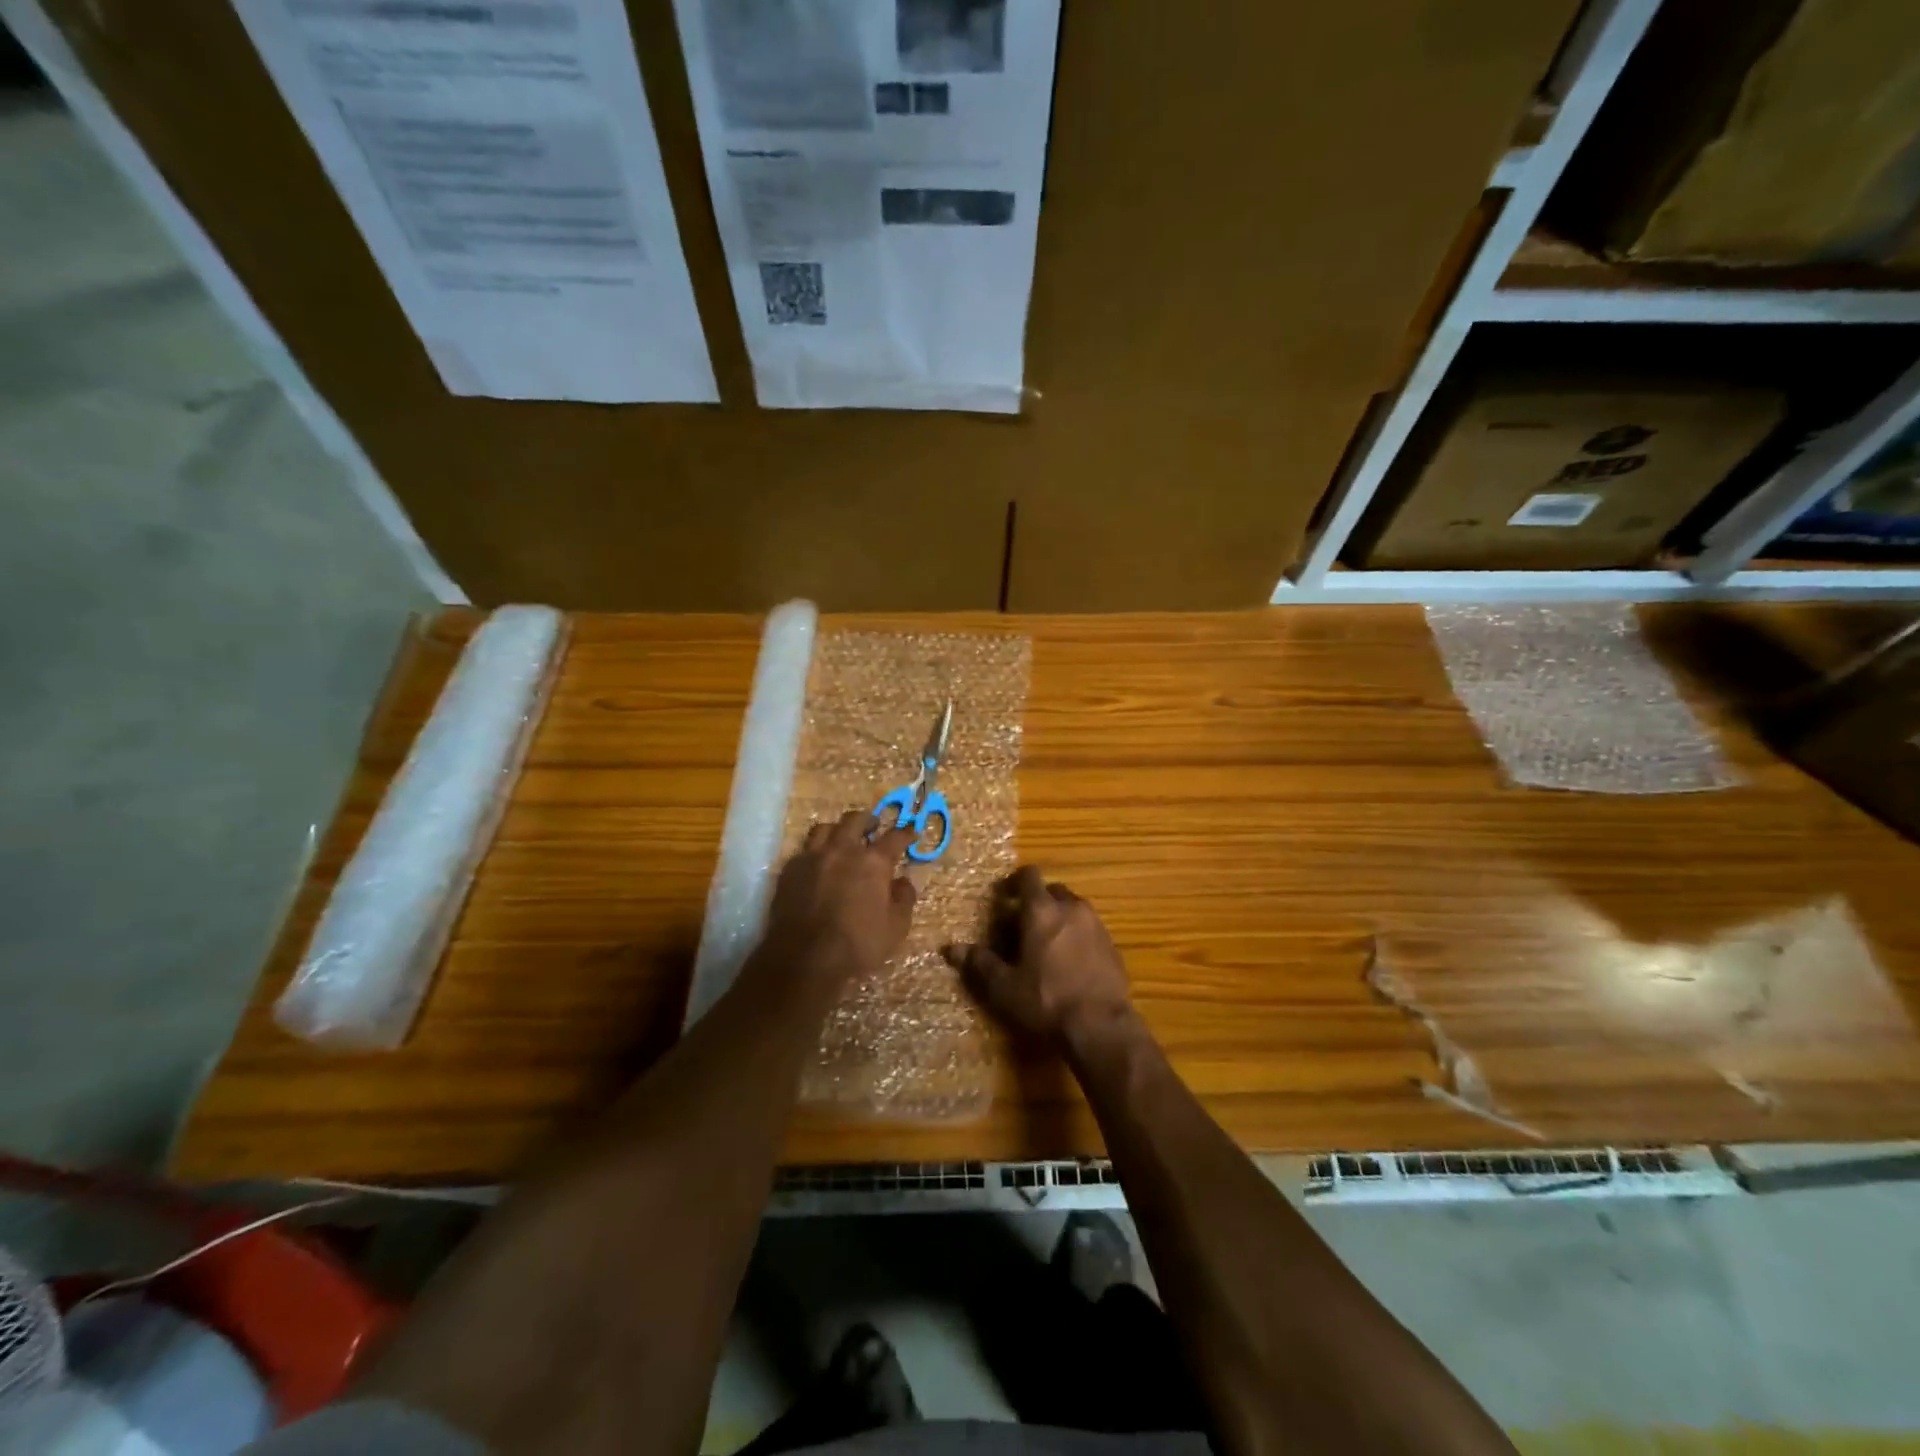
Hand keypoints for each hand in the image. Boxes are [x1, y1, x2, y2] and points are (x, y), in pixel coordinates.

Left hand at [761, 810, 917, 983]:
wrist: (805, 960)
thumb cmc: (857, 946)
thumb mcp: (896, 928)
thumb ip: (903, 899)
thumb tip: (903, 881)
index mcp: (873, 862)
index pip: (894, 837)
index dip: (905, 833)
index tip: (911, 831)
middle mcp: (842, 850)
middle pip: (855, 820)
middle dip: (868, 819)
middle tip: (873, 826)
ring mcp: (812, 857)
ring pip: (824, 828)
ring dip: (837, 830)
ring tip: (842, 839)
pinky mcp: (789, 870)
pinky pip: (803, 850)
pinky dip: (815, 851)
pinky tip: (817, 863)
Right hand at [946, 866, 1133, 1047]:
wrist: (1100, 1026)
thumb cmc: (1045, 1000)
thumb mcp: (1004, 986)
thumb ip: (980, 963)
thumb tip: (951, 949)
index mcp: (1042, 910)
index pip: (1029, 876)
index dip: (1015, 882)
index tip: (1004, 896)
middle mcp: (1071, 908)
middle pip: (1053, 890)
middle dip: (1038, 901)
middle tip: (1023, 924)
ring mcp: (1096, 926)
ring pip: (1075, 909)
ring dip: (1060, 918)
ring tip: (1047, 944)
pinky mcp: (1113, 946)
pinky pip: (1091, 930)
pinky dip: (1079, 936)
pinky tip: (1071, 962)